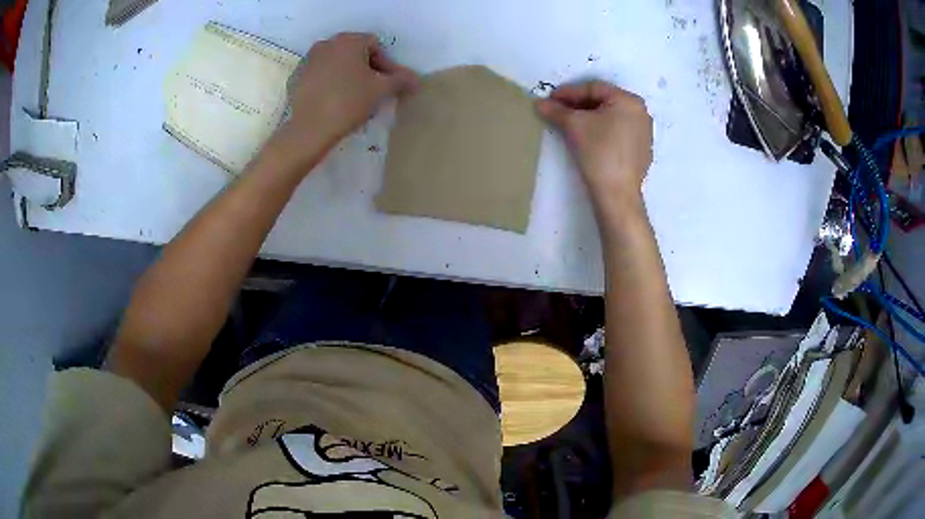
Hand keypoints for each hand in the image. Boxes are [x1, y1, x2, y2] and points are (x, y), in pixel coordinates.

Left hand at [286, 32, 418, 148]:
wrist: (309, 129)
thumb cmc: (348, 103)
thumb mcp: (381, 90)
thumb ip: (401, 80)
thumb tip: (416, 80)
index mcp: (348, 41)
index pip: (375, 46)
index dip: (386, 64)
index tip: (388, 85)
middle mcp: (326, 44)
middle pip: (354, 52)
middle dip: (367, 68)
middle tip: (373, 90)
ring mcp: (308, 60)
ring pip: (336, 63)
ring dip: (348, 75)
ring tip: (354, 97)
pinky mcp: (296, 78)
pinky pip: (320, 75)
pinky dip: (330, 83)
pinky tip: (334, 101)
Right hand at [536, 81, 652, 210]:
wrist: (617, 193)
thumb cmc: (599, 151)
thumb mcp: (574, 125)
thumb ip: (556, 110)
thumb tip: (539, 104)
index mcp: (629, 100)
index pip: (594, 88)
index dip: (569, 92)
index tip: (550, 99)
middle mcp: (641, 112)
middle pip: (604, 101)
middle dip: (578, 104)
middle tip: (557, 110)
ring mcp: (643, 132)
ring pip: (611, 117)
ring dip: (588, 117)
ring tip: (568, 123)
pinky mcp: (641, 150)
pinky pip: (617, 132)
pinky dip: (601, 130)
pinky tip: (586, 138)